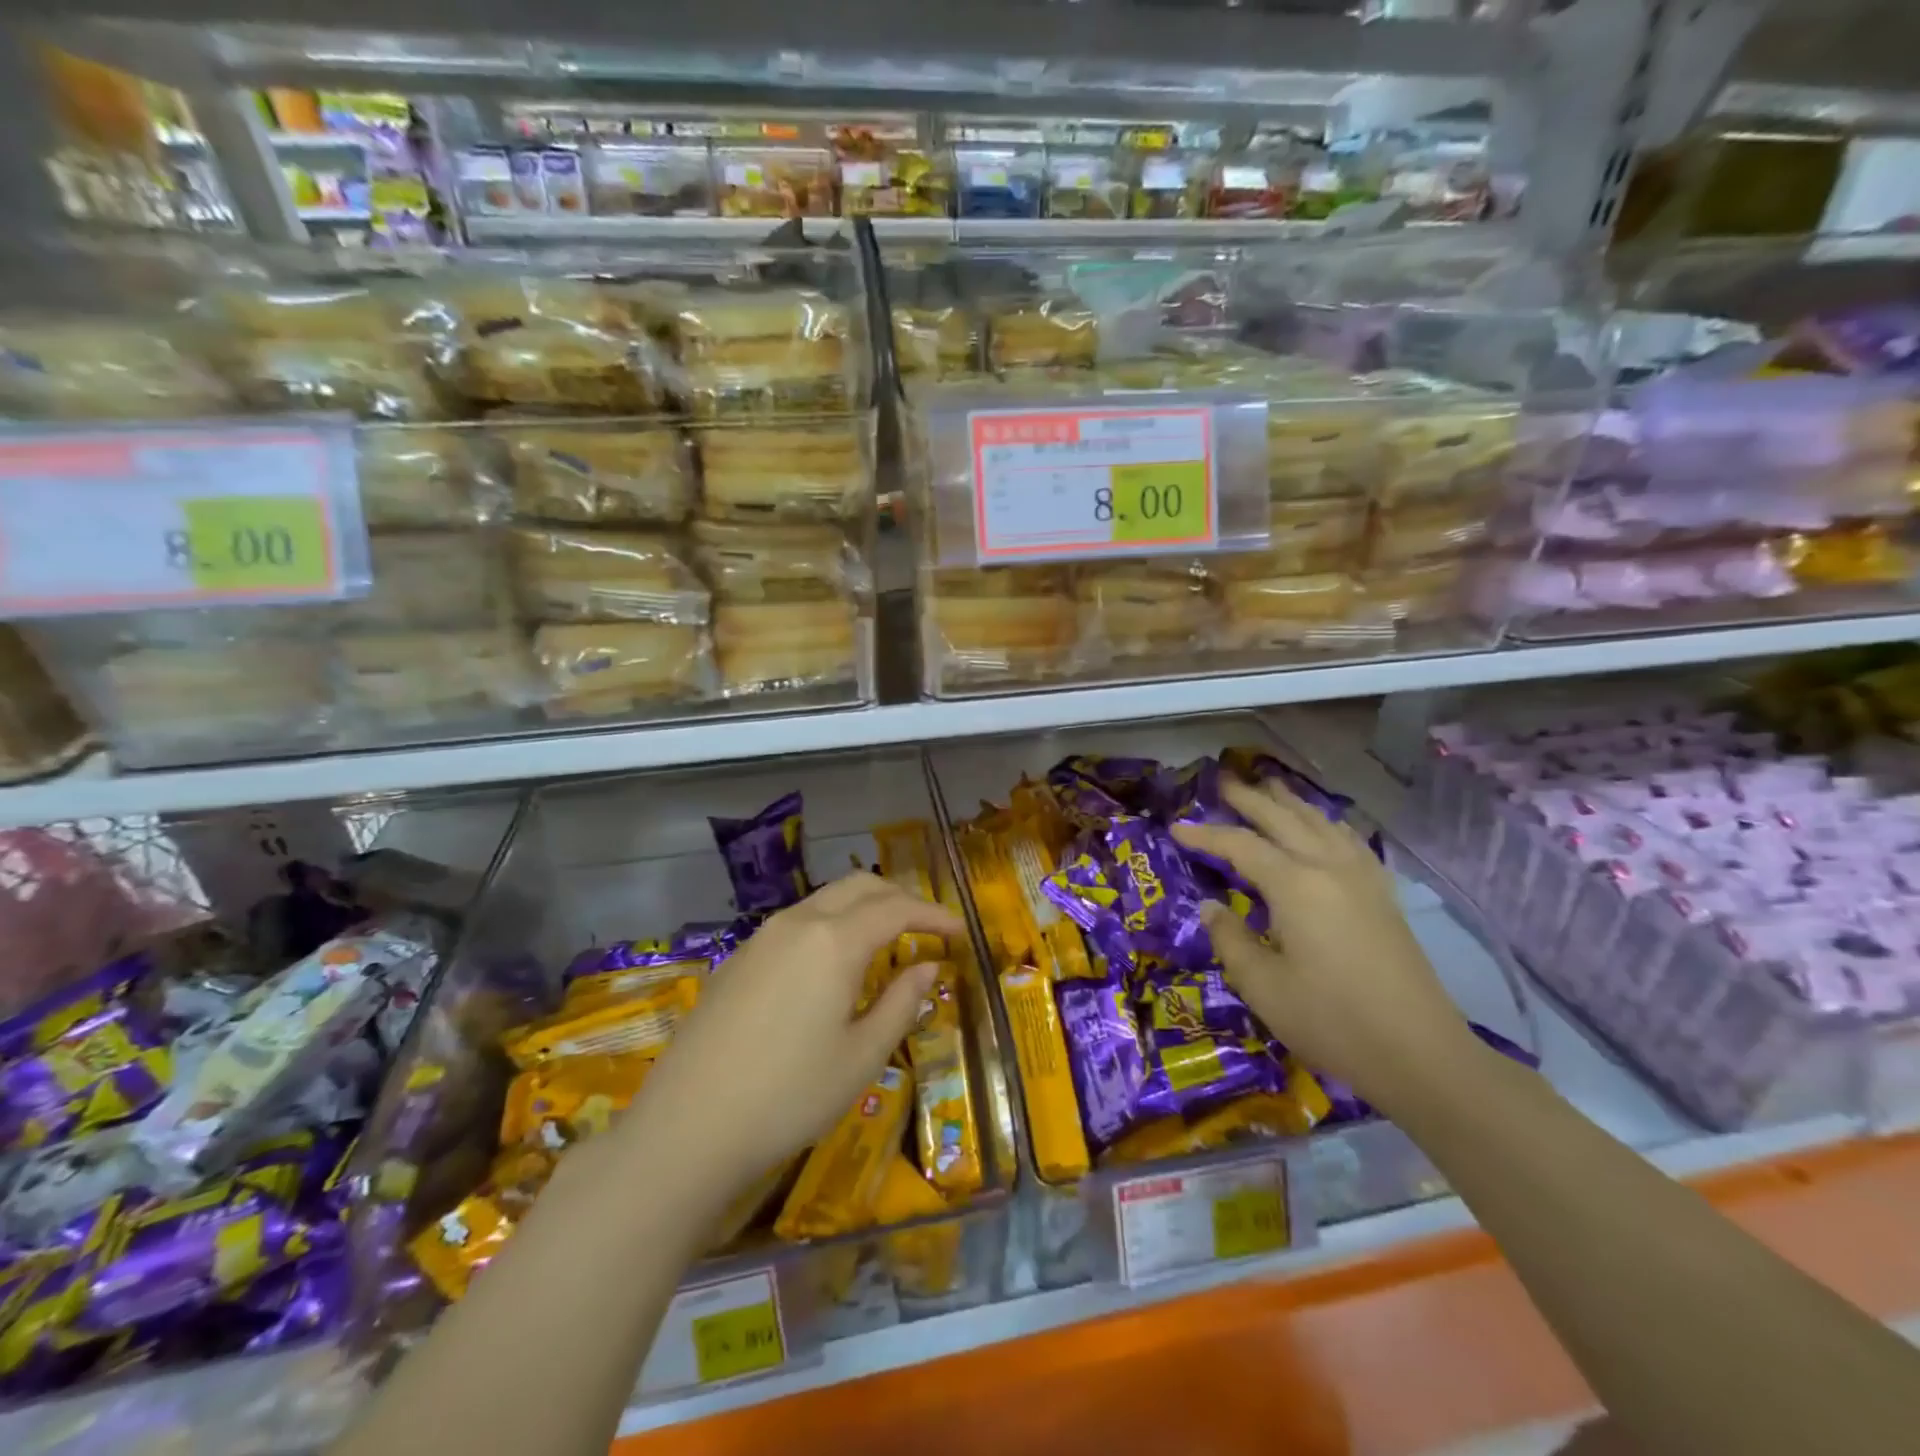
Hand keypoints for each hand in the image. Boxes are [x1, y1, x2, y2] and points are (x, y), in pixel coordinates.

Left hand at [620, 872, 961, 1203]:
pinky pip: (795, 923)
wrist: (686, 1128)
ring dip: (862, 908)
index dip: (933, 916)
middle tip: (926, 928)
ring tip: (885, 942)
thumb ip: (900, 1003)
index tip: (960, 932)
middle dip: (899, 898)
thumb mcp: (861, 1057)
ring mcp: (760, 938)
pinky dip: (829, 926)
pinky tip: (831, 965)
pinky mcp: (736, 960)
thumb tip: (926, 968)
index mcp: (834, 940)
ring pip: (824, 900)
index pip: (896, 908)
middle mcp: (797, 923)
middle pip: (859, 886)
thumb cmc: (788, 1095)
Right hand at [1172, 778, 1476, 1113]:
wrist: (1420, 1054)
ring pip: (1321, 822)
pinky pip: (1349, 840)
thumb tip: (1212, 907)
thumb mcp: (1262, 986)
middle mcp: (1329, 867)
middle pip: (1283, 819)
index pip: (1240, 846)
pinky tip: (1323, 826)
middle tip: (1223, 781)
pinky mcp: (1383, 895)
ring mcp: (1362, 878)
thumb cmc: (1331, 1021)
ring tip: (1269, 787)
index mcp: (1295, 885)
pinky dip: (1327, 823)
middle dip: (1250, 799)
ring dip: (1290, 802)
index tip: (1175, 827)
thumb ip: (1230, 940)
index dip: (1205, 835)